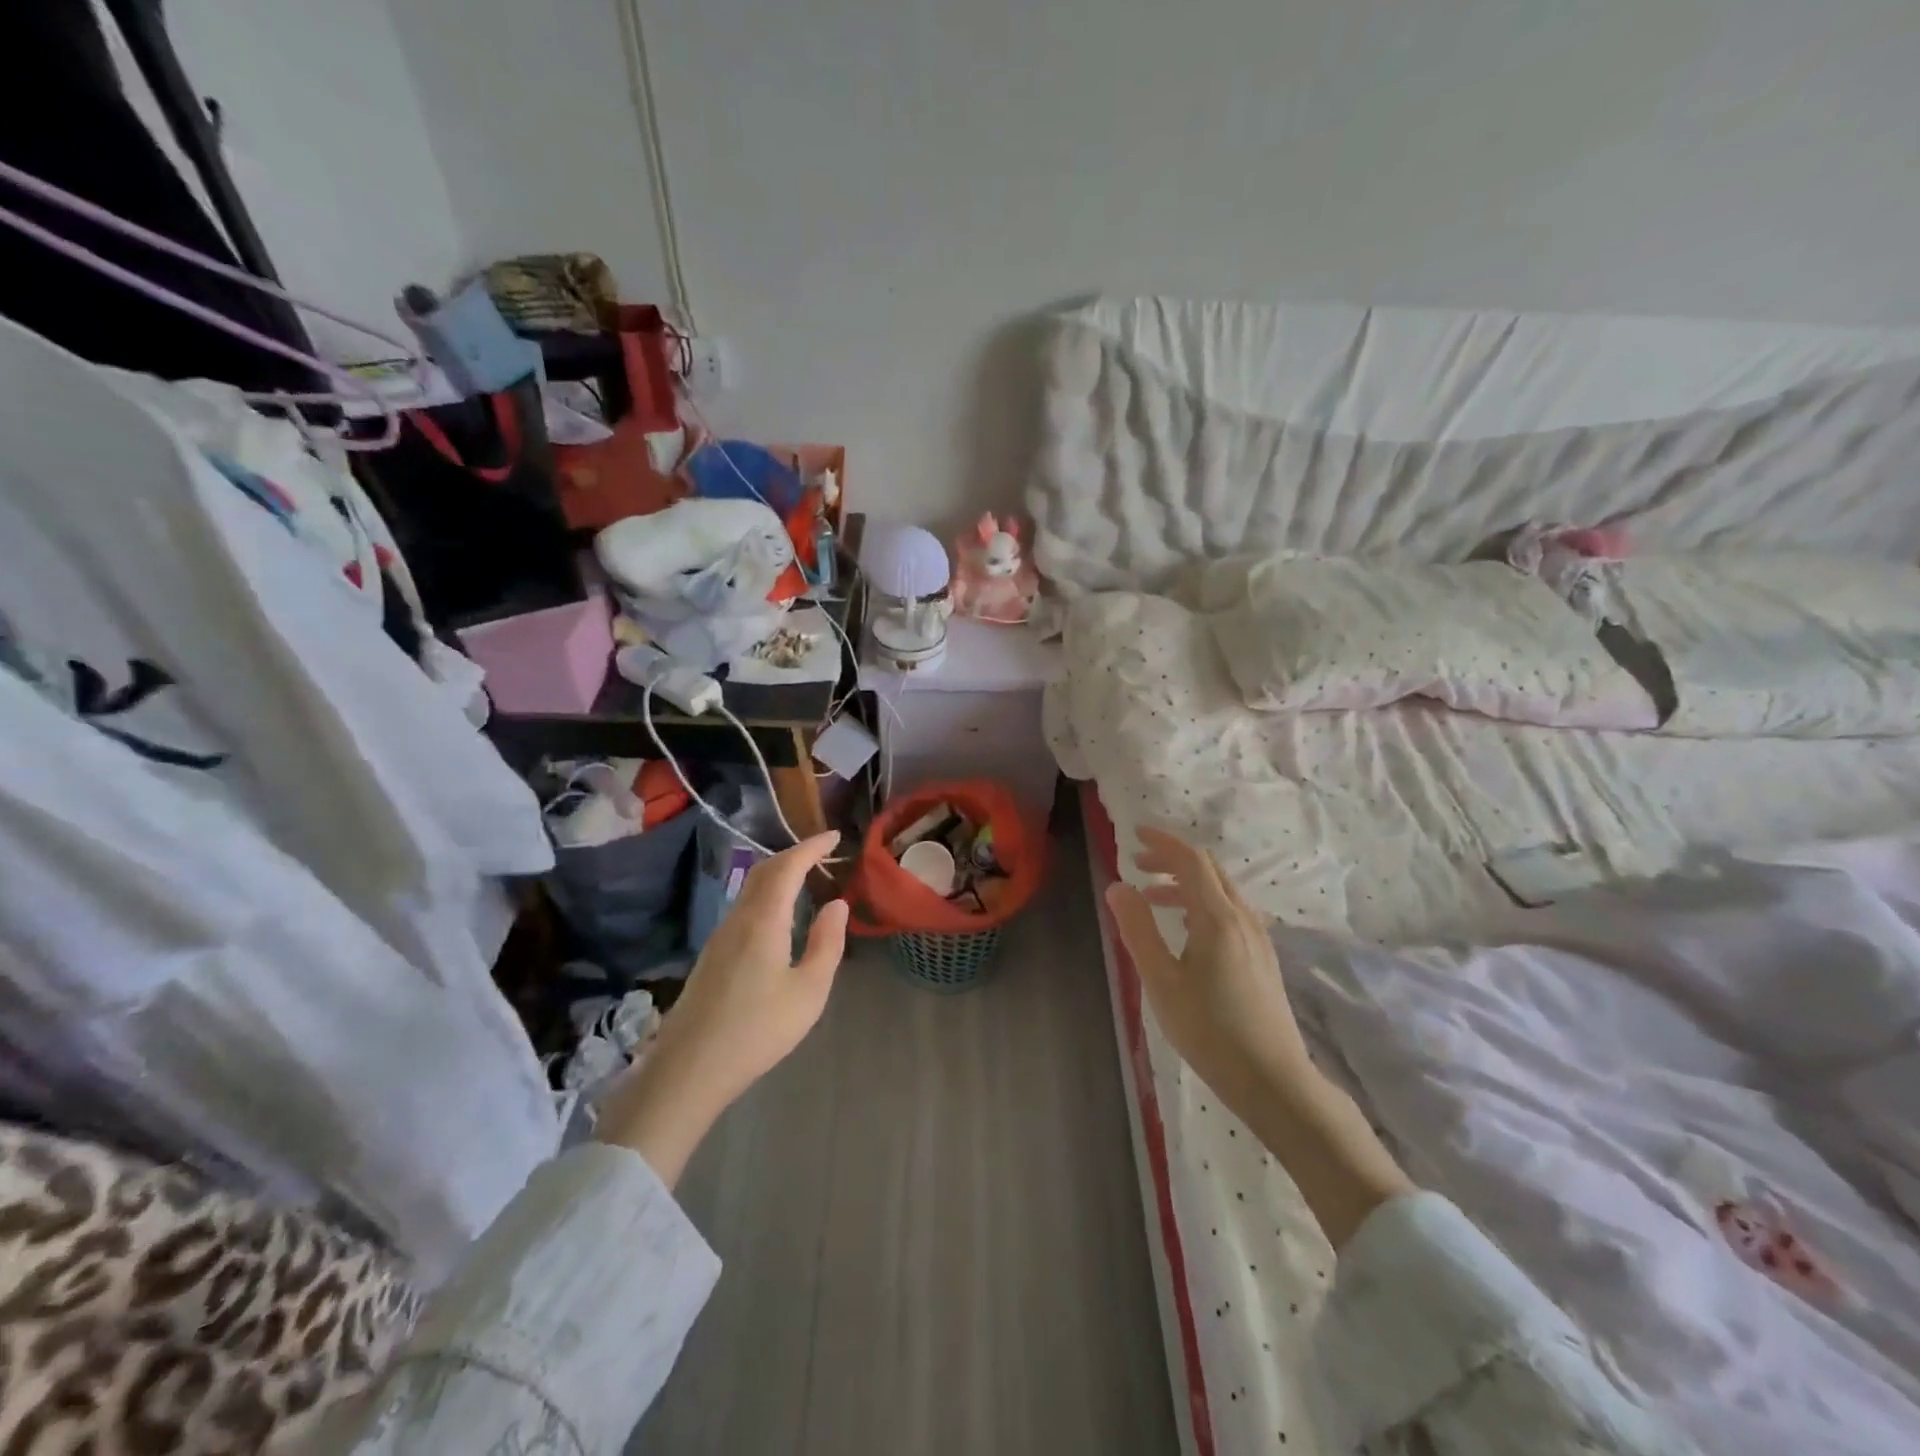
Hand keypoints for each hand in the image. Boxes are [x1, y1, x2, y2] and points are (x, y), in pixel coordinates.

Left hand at [597, 831, 848, 1184]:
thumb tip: (837, 904)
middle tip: (823, 853)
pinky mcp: (713, 955)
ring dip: (779, 874)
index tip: (835, 836)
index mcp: (763, 921)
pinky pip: (744, 907)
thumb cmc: (757, 1030)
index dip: (811, 847)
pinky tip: (780, 916)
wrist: (689, 1069)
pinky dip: (767, 895)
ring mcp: (720, 937)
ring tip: (807, 878)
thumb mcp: (809, 992)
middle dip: (794, 854)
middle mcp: (738, 919)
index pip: (787, 867)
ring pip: (750, 889)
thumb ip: (827, 944)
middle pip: (764, 871)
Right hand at [1105, 826, 1412, 1247]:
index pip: (1190, 860)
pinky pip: (1229, 911)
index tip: (1133, 834)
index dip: (1162, 842)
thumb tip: (1117, 887)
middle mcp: (1243, 918)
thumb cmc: (1209, 1030)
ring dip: (1186, 882)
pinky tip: (1185, 928)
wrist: (1273, 1079)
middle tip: (1138, 864)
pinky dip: (1201, 902)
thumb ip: (1138, 929)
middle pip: (1208, 869)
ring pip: (1220, 890)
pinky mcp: (1262, 957)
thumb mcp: (1161, 981)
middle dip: (1172, 859)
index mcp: (1218, 917)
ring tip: (1152, 896)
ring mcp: (1258, 938)